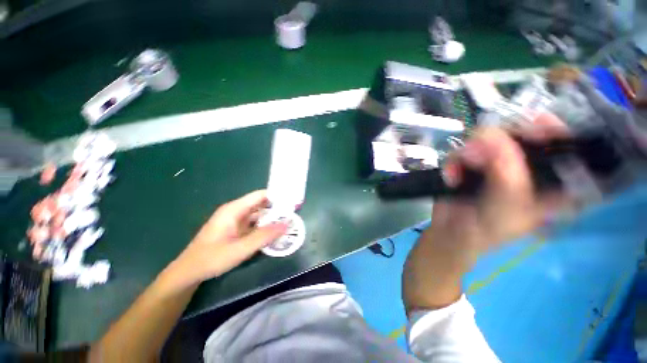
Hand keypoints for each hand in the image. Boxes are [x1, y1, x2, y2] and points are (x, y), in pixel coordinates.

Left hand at [166, 190, 287, 287]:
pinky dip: (265, 227)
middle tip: (293, 214)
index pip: (260, 195)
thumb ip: (264, 236)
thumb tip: (286, 224)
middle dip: (277, 208)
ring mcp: (236, 221)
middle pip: (261, 204)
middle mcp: (236, 211)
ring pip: (259, 215)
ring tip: (288, 223)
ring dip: (272, 219)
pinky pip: (255, 224)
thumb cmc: (211, 259)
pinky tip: (274, 233)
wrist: (188, 273)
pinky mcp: (237, 230)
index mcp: (234, 210)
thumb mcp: (240, 249)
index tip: (292, 202)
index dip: (277, 196)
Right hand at [430, 113, 571, 270]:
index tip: (537, 121)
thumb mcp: (506, 205)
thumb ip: (506, 172)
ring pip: (489, 139)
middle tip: (484, 145)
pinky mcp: (473, 163)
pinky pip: (464, 150)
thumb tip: (491, 135)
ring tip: (462, 166)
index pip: (568, 149)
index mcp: (550, 182)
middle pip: (524, 136)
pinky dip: (455, 160)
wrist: (450, 232)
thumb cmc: (488, 228)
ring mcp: (497, 163)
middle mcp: (526, 167)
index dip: (557, 131)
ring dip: (471, 150)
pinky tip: (452, 174)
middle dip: (502, 138)